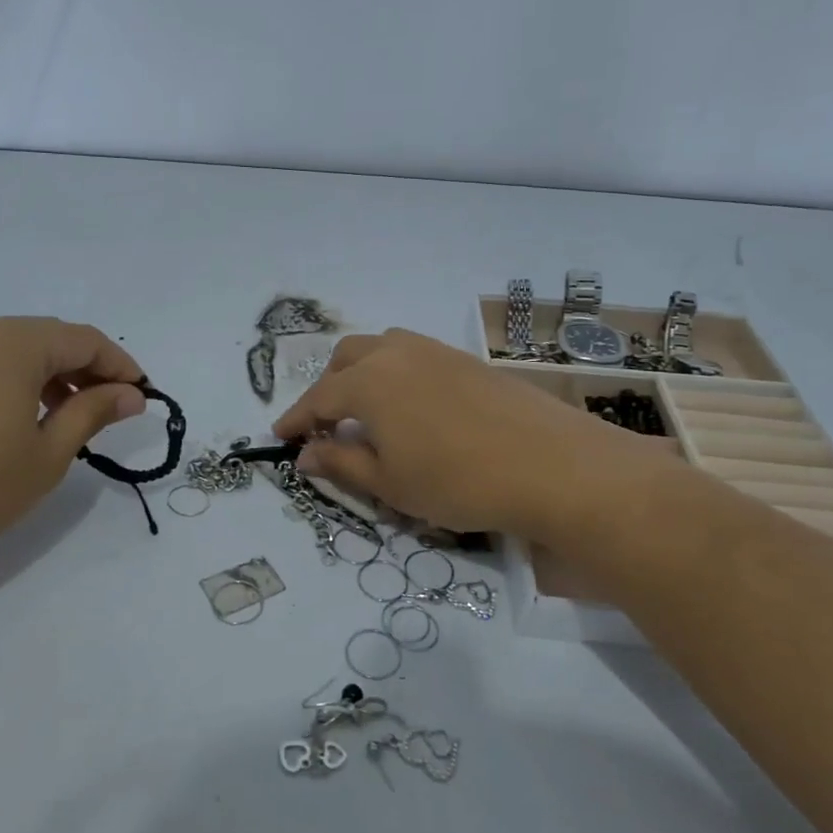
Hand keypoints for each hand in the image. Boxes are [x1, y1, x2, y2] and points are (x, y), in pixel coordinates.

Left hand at [0, 317, 144, 578]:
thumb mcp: (47, 455)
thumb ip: (92, 413)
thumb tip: (131, 394)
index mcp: (11, 342)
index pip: (83, 340)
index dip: (119, 365)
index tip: (142, 395)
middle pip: (46, 338)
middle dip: (83, 369)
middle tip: (107, 409)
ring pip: (10, 349)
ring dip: (46, 375)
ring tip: (63, 417)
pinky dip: (9, 381)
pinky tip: (13, 419)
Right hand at [274, 328, 674, 536]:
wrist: (552, 465)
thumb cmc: (457, 481)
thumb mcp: (389, 484)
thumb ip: (341, 463)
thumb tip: (305, 454)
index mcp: (368, 382)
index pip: (319, 398)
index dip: (297, 420)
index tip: (280, 437)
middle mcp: (396, 353)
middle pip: (345, 359)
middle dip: (328, 389)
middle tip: (329, 427)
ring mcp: (435, 351)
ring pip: (381, 348)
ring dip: (361, 374)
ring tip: (368, 413)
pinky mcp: (467, 359)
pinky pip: (414, 354)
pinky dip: (395, 373)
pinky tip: (412, 407)